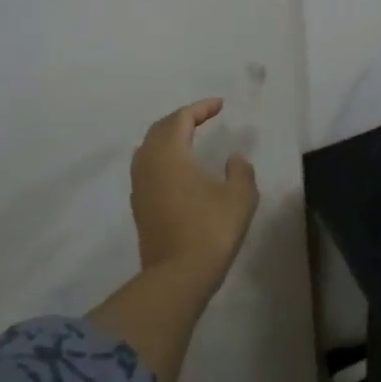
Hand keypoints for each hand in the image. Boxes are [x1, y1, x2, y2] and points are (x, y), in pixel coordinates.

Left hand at [130, 97, 260, 290]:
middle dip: (181, 119)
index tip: (220, 105)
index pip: (181, 118)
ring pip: (149, 149)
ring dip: (168, 138)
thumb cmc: (211, 230)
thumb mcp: (240, 196)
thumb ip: (240, 171)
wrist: (177, 276)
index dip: (201, 108)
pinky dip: (162, 158)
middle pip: (160, 130)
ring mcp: (139, 186)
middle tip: (203, 117)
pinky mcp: (139, 207)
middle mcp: (148, 164)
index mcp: (169, 154)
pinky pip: (147, 169)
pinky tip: (178, 170)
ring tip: (189, 139)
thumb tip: (232, 159)